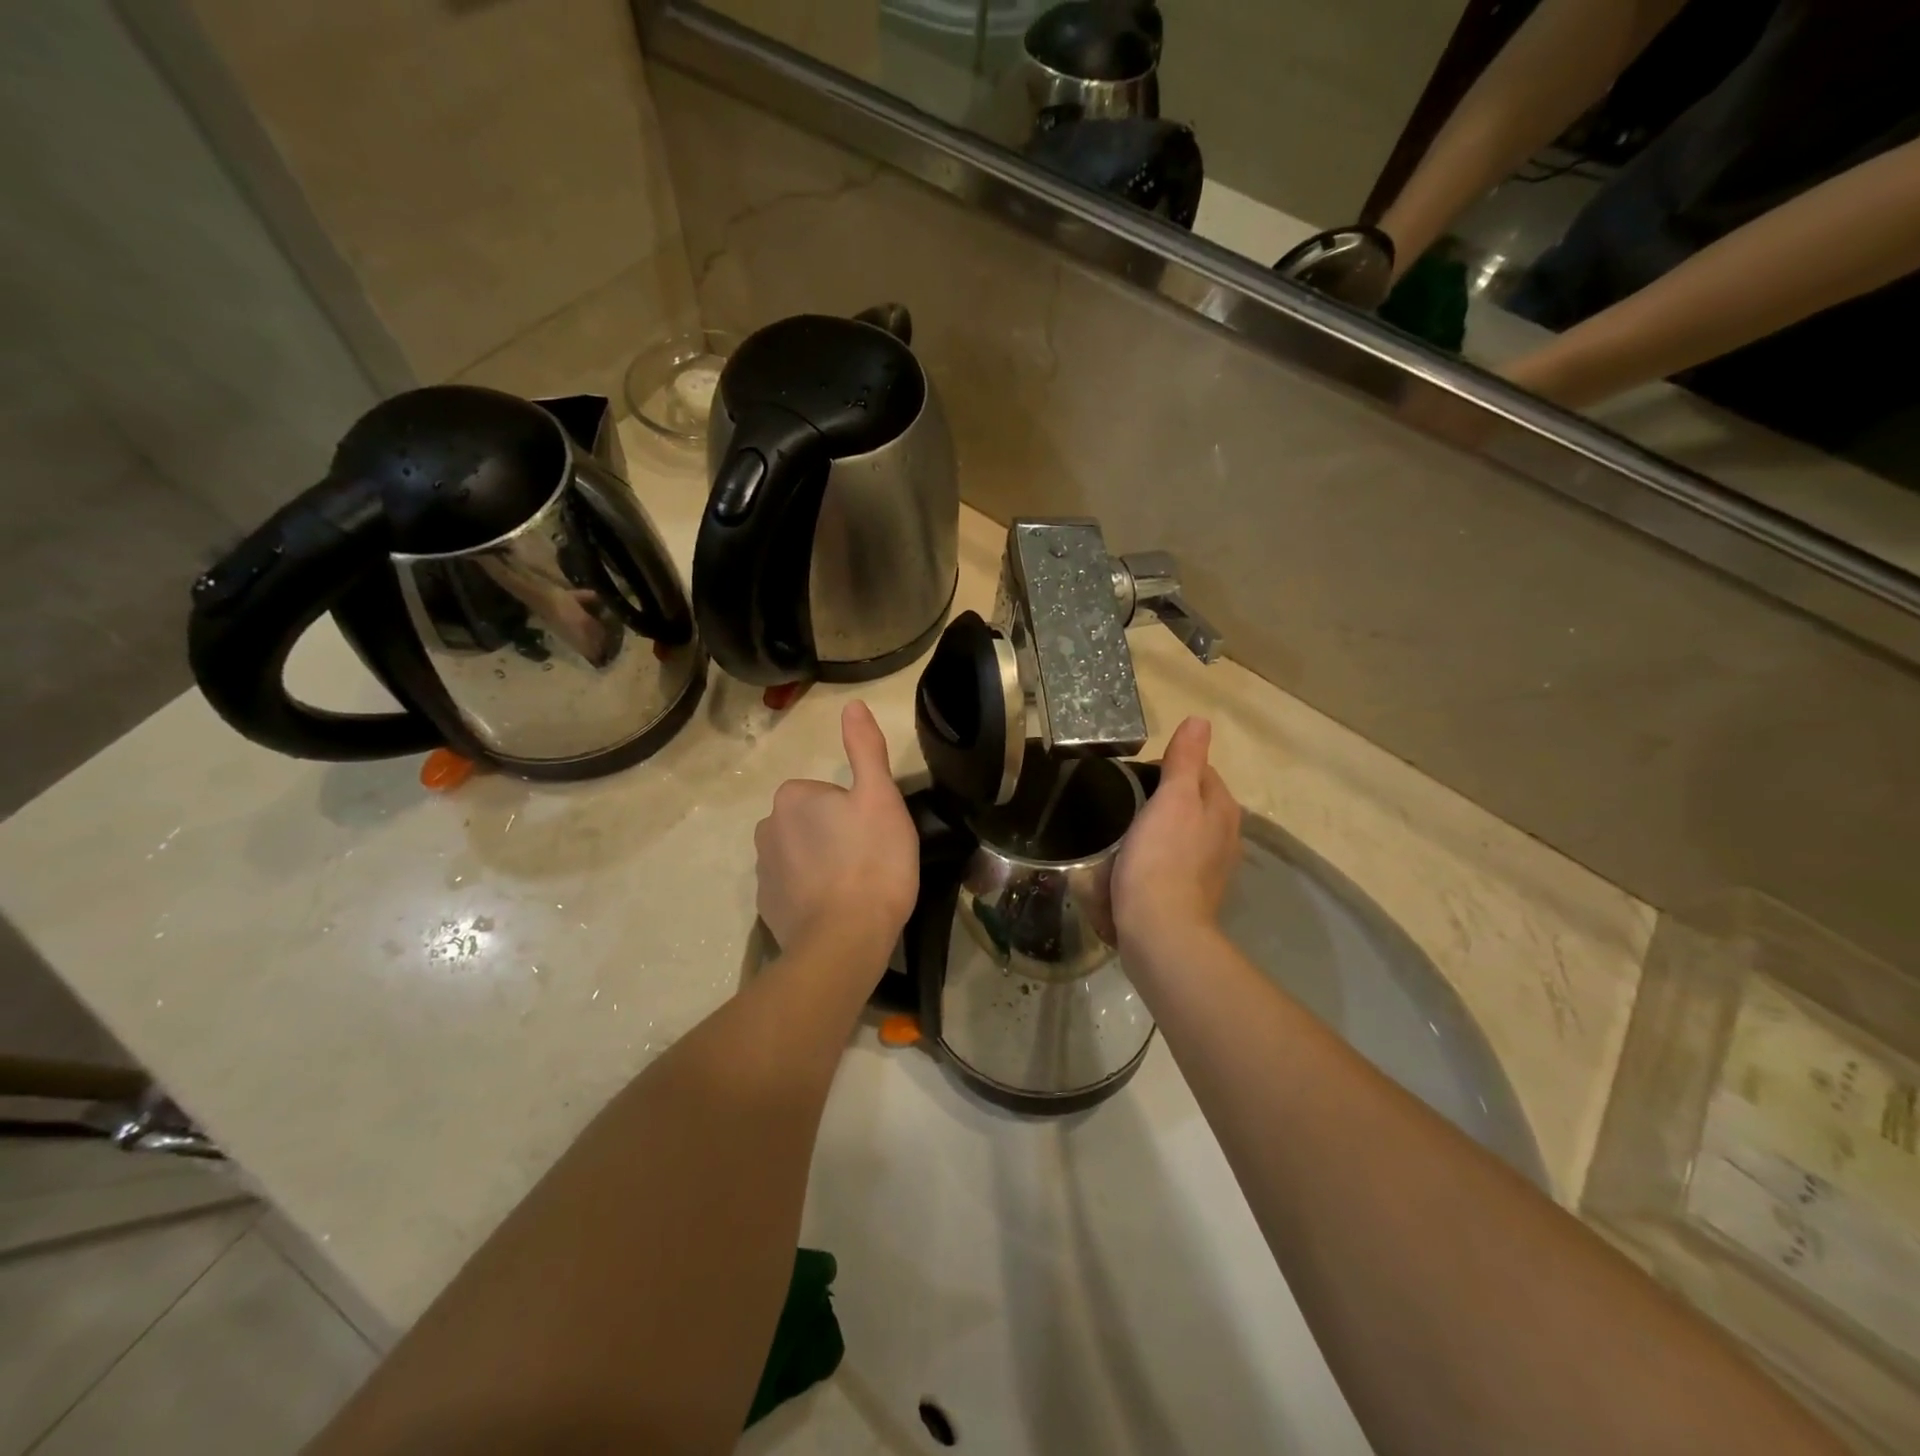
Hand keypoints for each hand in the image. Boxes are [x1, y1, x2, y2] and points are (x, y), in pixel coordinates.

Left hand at [753, 701, 918, 965]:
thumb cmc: (871, 861)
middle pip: (813, 822)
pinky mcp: (766, 907)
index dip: (858, 812)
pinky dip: (812, 894)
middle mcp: (767, 827)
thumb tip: (853, 703)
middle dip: (837, 836)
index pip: (829, 794)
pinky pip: (794, 888)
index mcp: (793, 796)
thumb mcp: (880, 797)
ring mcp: (763, 870)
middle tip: (871, 860)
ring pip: (803, 854)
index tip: (875, 835)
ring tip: (857, 888)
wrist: (845, 939)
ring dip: (824, 865)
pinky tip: (837, 911)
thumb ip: (865, 748)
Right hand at [1113, 717, 1241, 952]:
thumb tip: (1199, 720)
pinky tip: (1137, 862)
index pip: (1200, 770)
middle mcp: (1226, 835)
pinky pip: (1175, 860)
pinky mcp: (1194, 892)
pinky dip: (1159, 854)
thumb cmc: (1162, 858)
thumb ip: (1185, 761)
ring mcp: (1212, 867)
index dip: (1167, 767)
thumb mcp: (1172, 799)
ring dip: (1161, 826)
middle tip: (1124, 801)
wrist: (1161, 930)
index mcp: (1223, 808)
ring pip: (1184, 831)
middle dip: (1165, 796)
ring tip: (1126, 830)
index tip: (1132, 776)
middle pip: (1193, 801)